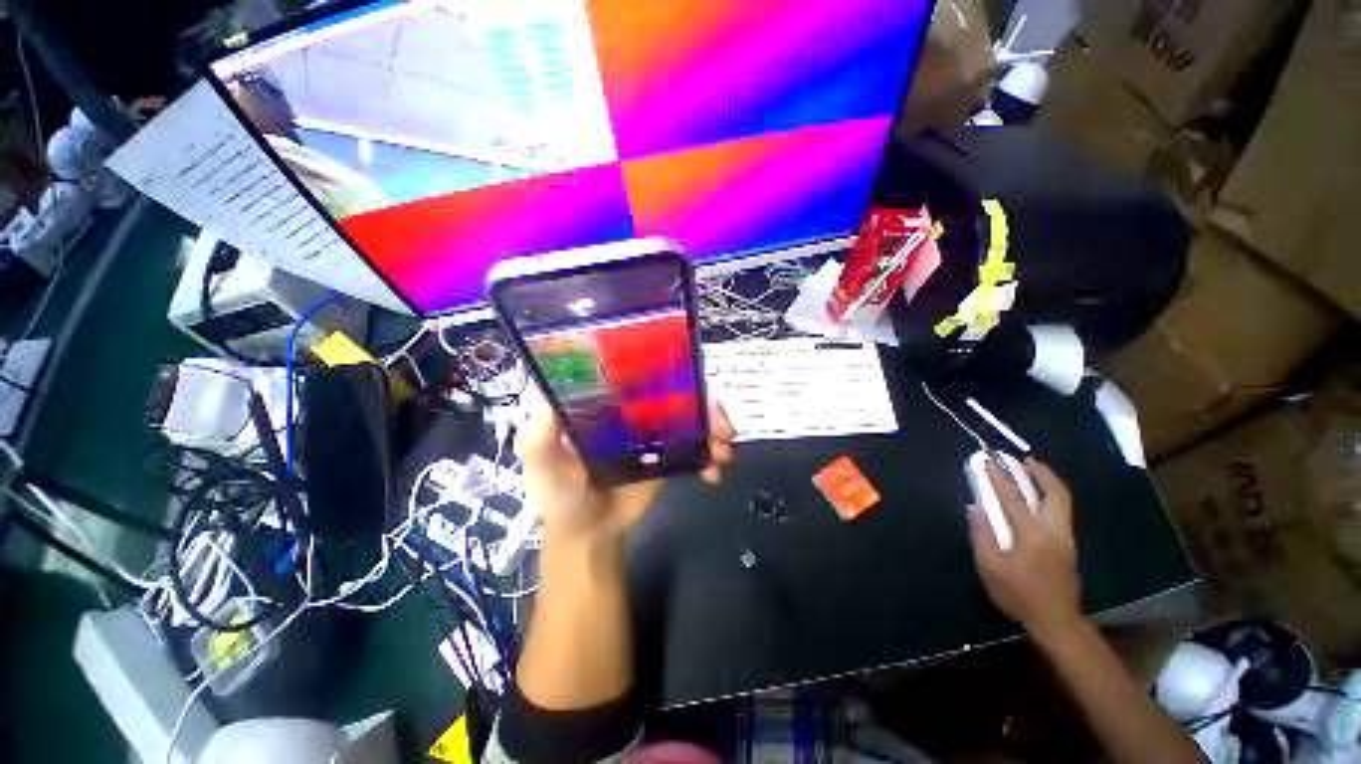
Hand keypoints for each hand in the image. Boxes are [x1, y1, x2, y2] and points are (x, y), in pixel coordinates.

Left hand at [516, 390, 735, 543]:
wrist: (590, 535)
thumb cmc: (561, 496)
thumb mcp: (542, 465)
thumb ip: (539, 437)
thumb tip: (549, 400)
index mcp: (604, 400)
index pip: (635, 369)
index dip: (662, 365)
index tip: (686, 373)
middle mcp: (632, 407)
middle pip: (675, 389)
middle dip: (704, 400)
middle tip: (721, 423)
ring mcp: (654, 429)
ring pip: (692, 413)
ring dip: (715, 424)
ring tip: (725, 448)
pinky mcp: (669, 454)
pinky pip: (697, 445)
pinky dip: (711, 454)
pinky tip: (716, 471)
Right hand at [967, 457, 1082, 640]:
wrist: (1056, 620)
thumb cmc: (1018, 594)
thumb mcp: (990, 568)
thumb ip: (982, 535)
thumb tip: (975, 507)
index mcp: (1031, 536)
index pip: (1013, 498)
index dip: (999, 478)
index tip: (988, 461)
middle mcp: (1054, 531)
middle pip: (1056, 493)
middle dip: (1041, 472)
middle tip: (1024, 459)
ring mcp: (1066, 538)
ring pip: (1063, 500)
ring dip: (1048, 482)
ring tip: (1032, 470)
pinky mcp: (1069, 544)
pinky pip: (1062, 510)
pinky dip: (1051, 495)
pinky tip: (1038, 496)